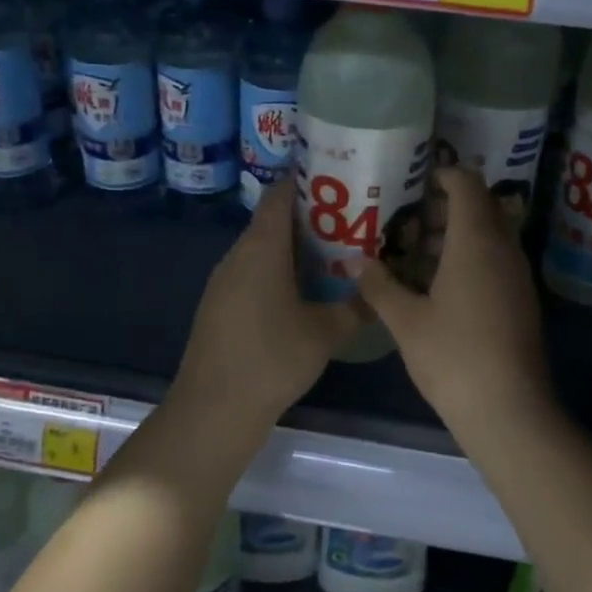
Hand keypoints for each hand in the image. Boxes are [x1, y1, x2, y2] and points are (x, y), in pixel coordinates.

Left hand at [172, 179, 360, 432]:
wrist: (213, 409)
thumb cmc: (271, 360)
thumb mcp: (325, 333)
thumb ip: (355, 308)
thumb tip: (378, 293)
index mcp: (262, 248)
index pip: (282, 195)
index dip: (310, 181)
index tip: (343, 181)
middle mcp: (238, 255)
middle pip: (274, 221)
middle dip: (313, 218)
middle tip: (353, 223)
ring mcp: (224, 281)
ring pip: (264, 250)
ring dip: (297, 249)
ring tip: (337, 256)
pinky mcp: (220, 306)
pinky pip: (253, 273)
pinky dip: (280, 273)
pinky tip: (305, 294)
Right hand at [354, 167, 553, 434]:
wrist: (509, 409)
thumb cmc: (454, 356)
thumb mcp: (406, 321)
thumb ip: (379, 286)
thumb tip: (358, 263)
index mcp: (476, 241)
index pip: (467, 183)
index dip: (441, 175)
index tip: (411, 184)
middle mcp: (503, 248)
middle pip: (479, 207)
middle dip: (442, 208)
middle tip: (404, 222)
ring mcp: (517, 275)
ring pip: (487, 237)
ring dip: (453, 237)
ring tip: (413, 255)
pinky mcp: (520, 300)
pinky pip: (494, 262)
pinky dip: (468, 260)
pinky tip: (436, 288)